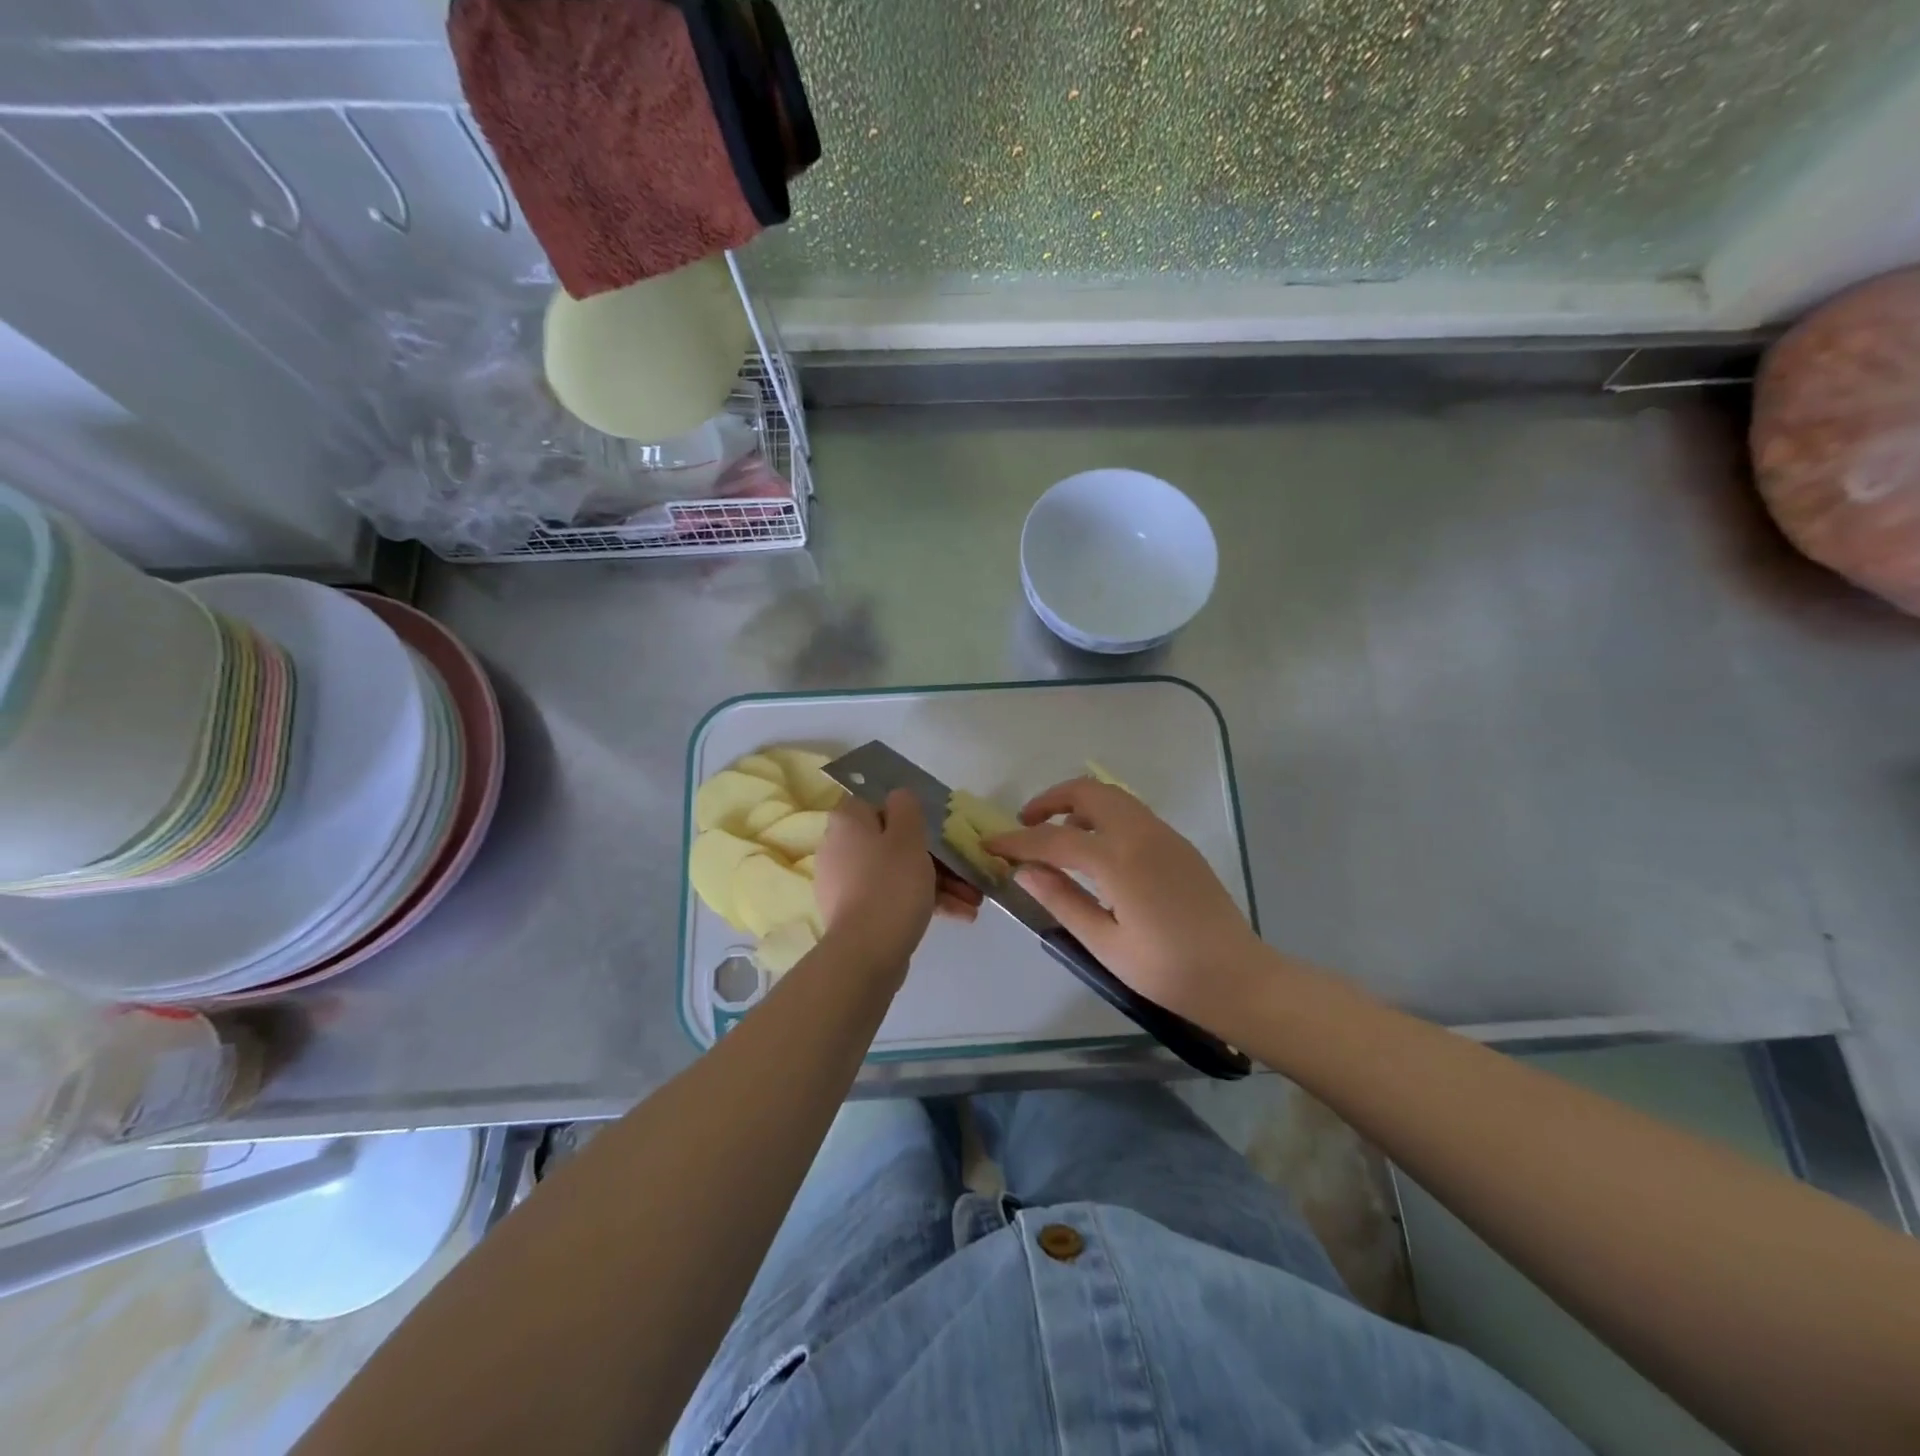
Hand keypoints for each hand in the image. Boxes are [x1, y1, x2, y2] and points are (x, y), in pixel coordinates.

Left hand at [813, 790, 979, 975]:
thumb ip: (907, 808)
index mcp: (848, 822)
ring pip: (899, 873)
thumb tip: (899, 797)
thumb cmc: (890, 885)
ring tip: (973, 902)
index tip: (938, 829)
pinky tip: (960, 915)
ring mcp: (847, 884)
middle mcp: (840, 848)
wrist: (865, 955)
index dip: (910, 814)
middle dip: (937, 858)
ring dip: (939, 883)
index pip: (878, 803)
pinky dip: (924, 902)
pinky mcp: (857, 914)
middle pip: (894, 842)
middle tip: (968, 873)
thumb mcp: (908, 836)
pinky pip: (893, 898)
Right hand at [986, 778, 1266, 1029]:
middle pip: (1087, 792)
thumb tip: (1024, 871)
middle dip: (1050, 801)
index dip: (1017, 841)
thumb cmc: (1166, 970)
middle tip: (1026, 826)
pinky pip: (1131, 812)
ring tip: (1057, 838)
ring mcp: (1163, 834)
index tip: (991, 844)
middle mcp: (1141, 833)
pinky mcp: (1177, 842)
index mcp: (1119, 860)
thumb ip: (1062, 900)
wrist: (1237, 976)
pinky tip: (1095, 851)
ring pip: (1112, 796)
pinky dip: (1103, 815)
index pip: (1054, 839)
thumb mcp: (1105, 943)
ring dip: (1078, 805)